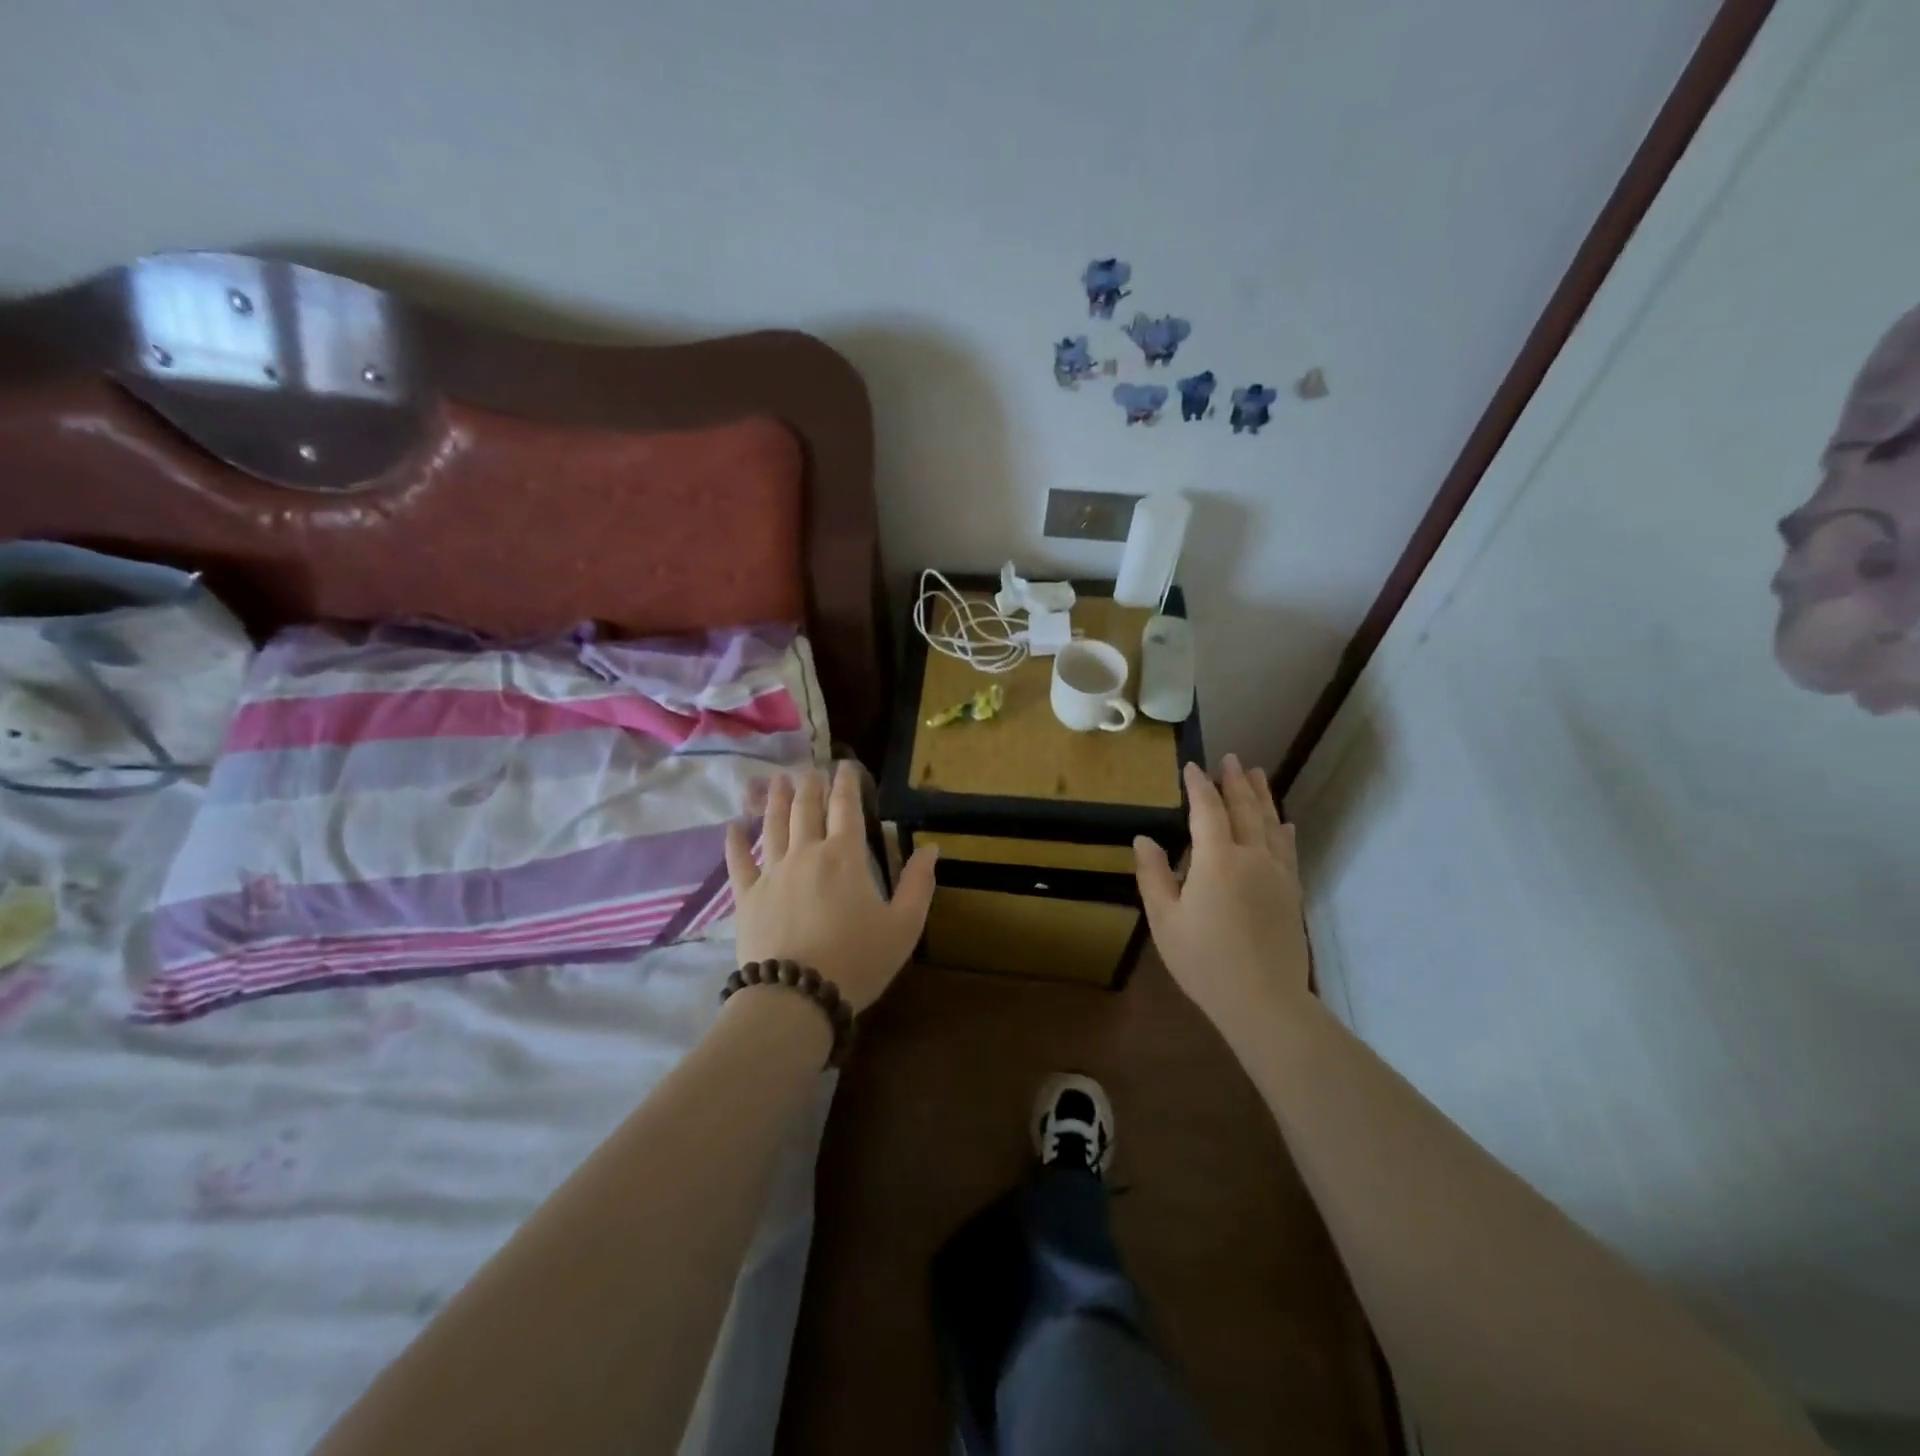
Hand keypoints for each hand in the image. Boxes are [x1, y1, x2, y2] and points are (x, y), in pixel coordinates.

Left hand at [724, 762, 936, 1011]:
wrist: (796, 997)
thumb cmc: (858, 960)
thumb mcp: (904, 926)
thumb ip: (918, 884)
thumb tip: (932, 848)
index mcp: (845, 856)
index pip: (846, 807)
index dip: (846, 783)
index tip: (845, 766)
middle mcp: (807, 853)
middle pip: (806, 809)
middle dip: (810, 785)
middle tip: (810, 769)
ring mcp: (773, 873)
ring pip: (774, 825)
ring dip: (776, 800)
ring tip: (777, 780)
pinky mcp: (747, 896)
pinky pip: (739, 862)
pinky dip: (736, 842)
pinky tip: (733, 826)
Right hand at [1134, 755, 1310, 1029]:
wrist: (1264, 1001)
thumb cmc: (1204, 960)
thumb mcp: (1165, 919)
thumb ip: (1153, 875)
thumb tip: (1145, 838)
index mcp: (1217, 860)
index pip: (1208, 810)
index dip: (1199, 786)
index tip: (1191, 767)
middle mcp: (1252, 857)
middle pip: (1245, 809)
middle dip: (1235, 782)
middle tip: (1231, 758)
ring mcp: (1277, 874)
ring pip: (1271, 824)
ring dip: (1262, 796)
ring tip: (1257, 774)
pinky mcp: (1292, 892)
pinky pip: (1288, 849)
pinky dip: (1283, 829)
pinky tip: (1284, 822)